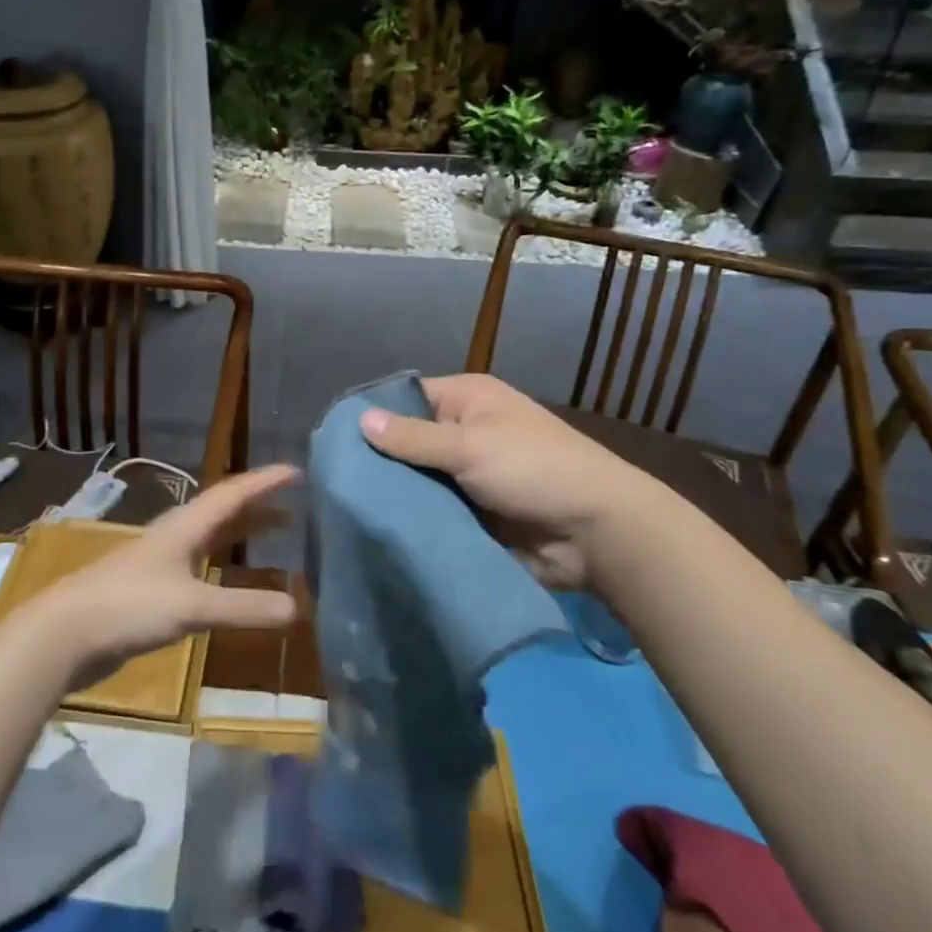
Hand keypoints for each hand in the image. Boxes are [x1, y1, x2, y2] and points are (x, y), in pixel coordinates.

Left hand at [23, 465, 300, 690]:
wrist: (66, 632)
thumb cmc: (130, 605)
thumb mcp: (191, 606)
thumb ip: (242, 607)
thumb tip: (297, 609)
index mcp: (186, 526)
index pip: (233, 493)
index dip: (266, 481)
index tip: (297, 471)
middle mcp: (177, 535)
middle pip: (224, 511)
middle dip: (259, 506)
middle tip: (295, 506)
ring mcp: (163, 561)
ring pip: (213, 537)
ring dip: (243, 532)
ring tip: (275, 534)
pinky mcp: (154, 588)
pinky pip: (202, 564)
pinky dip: (226, 564)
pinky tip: (232, 580)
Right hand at [359, 374, 674, 589]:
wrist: (598, 533)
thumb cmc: (534, 470)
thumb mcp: (470, 446)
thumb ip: (413, 438)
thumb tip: (360, 419)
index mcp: (468, 400)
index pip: (408, 398)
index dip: (375, 415)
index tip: (334, 440)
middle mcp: (467, 432)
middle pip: (410, 441)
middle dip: (380, 461)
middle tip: (334, 482)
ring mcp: (470, 475)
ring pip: (420, 480)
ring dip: (396, 494)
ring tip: (346, 509)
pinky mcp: (475, 514)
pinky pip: (435, 511)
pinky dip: (416, 519)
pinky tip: (379, 530)